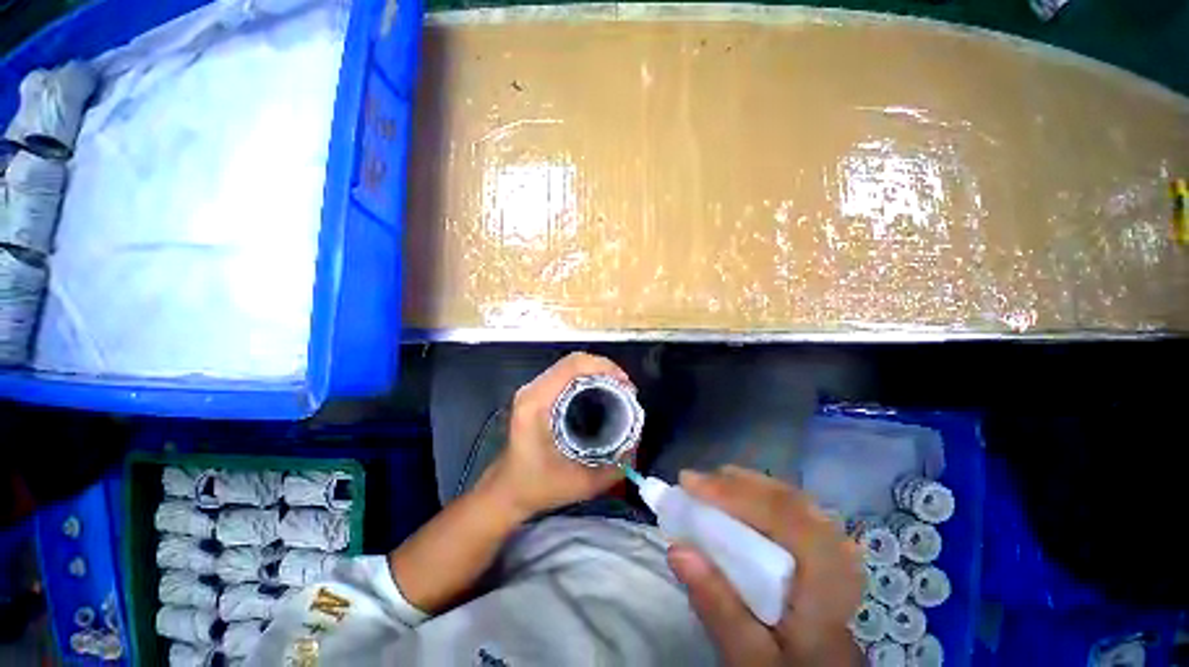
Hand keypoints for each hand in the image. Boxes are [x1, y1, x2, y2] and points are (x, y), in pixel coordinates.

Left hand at [480, 352, 632, 518]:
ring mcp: (533, 389)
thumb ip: (614, 466)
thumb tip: (637, 441)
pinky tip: (601, 392)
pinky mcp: (536, 393)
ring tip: (618, 389)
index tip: (625, 385)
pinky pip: (565, 374)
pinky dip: (587, 377)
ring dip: (597, 371)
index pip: (573, 366)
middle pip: (573, 361)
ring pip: (570, 365)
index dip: (604, 367)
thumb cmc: (538, 487)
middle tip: (626, 388)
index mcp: (537, 403)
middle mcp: (533, 389)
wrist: (506, 490)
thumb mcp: (581, 482)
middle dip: (605, 368)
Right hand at [667, 466, 864, 666]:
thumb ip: (719, 610)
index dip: (736, 494)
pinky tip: (736, 498)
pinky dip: (757, 495)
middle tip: (693, 482)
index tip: (690, 484)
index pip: (786, 520)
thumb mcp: (751, 659)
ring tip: (708, 486)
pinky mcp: (824, 544)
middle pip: (787, 500)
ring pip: (789, 497)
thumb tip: (677, 551)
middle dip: (736, 485)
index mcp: (828, 587)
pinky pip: (790, 506)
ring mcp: (835, 547)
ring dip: (745, 486)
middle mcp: (838, 557)